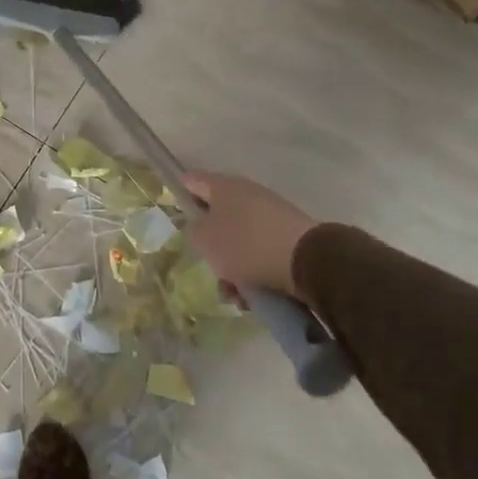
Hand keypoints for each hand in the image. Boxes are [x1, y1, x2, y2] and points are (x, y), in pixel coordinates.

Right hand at [184, 171, 317, 300]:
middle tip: (207, 267)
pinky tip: (252, 297)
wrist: (306, 260)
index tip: (171, 210)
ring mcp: (269, 214)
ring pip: (238, 241)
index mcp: (223, 187)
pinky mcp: (287, 236)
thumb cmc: (246, 245)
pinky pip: (259, 253)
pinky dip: (253, 272)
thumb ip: (194, 231)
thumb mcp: (206, 240)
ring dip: (232, 267)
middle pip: (217, 217)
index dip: (179, 193)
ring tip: (234, 294)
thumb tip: (199, 227)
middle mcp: (246, 194)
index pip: (192, 181)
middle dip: (210, 247)